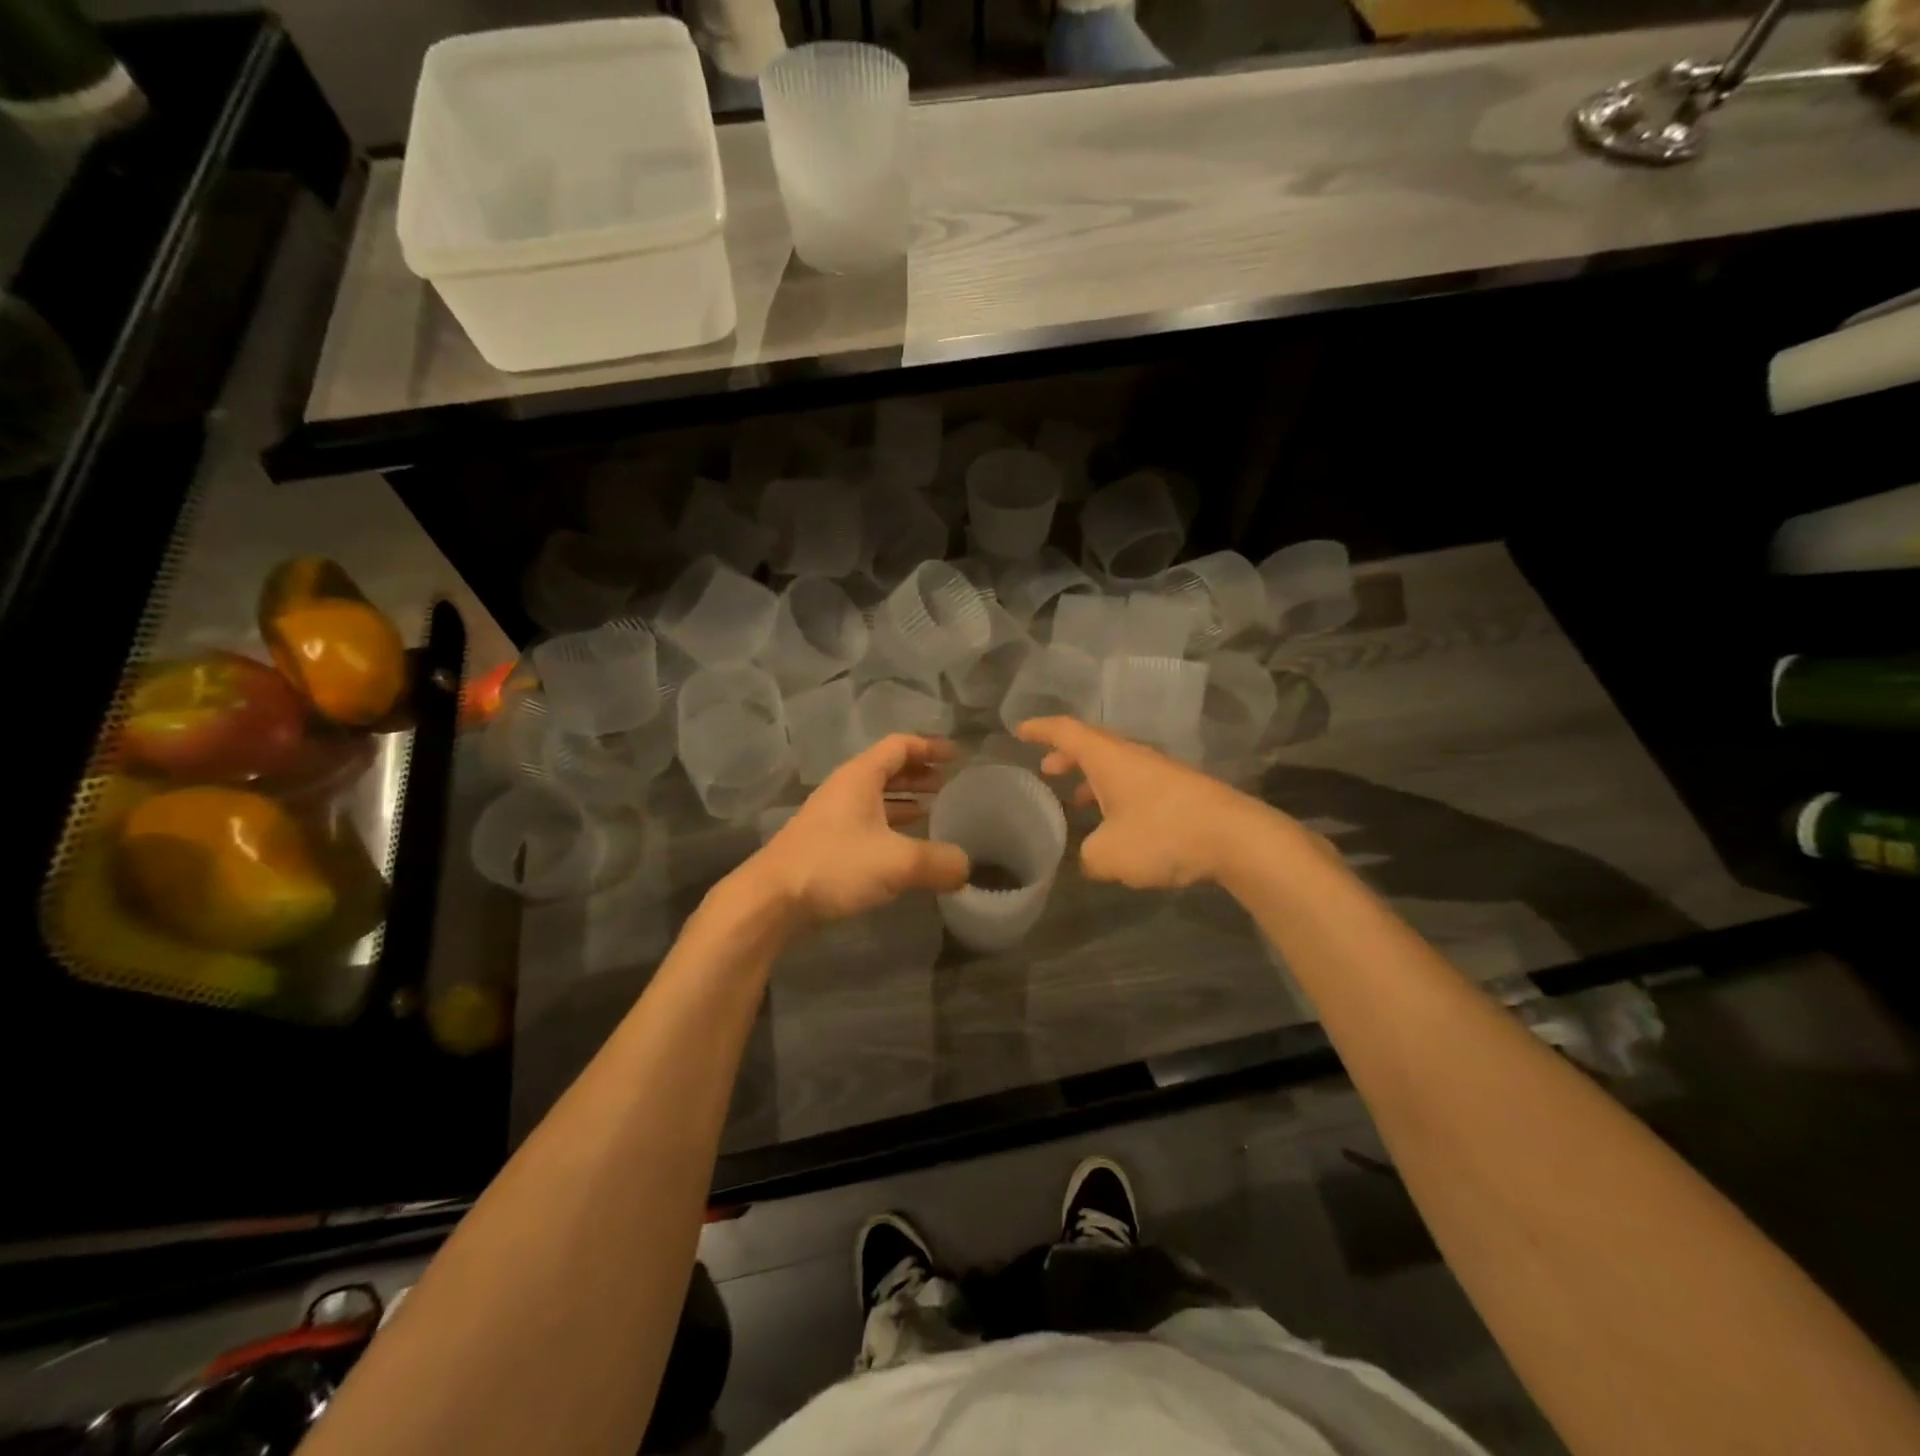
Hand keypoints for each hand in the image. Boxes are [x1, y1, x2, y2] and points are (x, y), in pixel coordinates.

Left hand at [750, 735, 970, 921]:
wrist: (771, 900)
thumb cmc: (834, 866)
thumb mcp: (897, 863)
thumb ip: (938, 862)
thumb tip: (966, 867)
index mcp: (860, 777)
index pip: (900, 746)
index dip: (930, 747)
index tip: (958, 756)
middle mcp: (845, 790)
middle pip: (887, 770)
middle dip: (919, 774)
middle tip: (949, 784)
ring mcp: (832, 817)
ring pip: (876, 799)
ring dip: (905, 801)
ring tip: (934, 811)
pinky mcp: (826, 844)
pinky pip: (867, 823)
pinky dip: (891, 826)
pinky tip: (905, 846)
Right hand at [1016, 716, 1280, 889]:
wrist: (1236, 839)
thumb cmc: (1163, 835)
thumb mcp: (1109, 854)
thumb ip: (1088, 856)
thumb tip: (1090, 857)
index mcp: (1108, 757)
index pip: (1066, 731)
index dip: (1040, 729)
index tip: (1019, 730)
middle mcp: (1132, 757)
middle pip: (1092, 746)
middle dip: (1066, 755)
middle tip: (1046, 770)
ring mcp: (1160, 773)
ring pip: (1115, 767)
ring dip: (1091, 778)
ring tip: (1075, 801)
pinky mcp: (1180, 792)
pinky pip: (1135, 785)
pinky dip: (1115, 795)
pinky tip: (1116, 825)